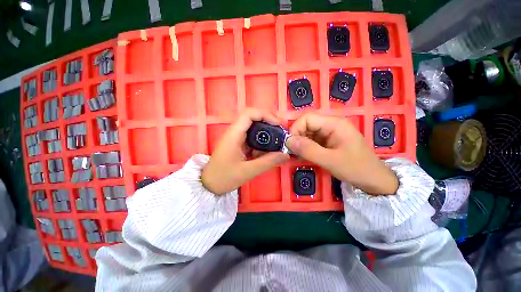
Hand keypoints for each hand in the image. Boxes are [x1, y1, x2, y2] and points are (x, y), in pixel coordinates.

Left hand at [201, 109, 289, 194]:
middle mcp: (235, 132)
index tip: (278, 124)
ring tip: (278, 141)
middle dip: (269, 123)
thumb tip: (285, 154)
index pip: (249, 114)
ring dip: (266, 132)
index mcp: (234, 135)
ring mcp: (236, 138)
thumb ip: (268, 162)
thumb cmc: (224, 177)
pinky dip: (262, 141)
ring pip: (253, 128)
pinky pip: (252, 138)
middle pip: (253, 118)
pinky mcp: (238, 144)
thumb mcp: (248, 171)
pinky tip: (268, 150)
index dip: (265, 115)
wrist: (209, 185)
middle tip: (281, 132)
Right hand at [286, 113, 397, 194]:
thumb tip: (288, 141)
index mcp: (334, 123)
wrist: (374, 180)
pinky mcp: (328, 140)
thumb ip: (308, 150)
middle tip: (293, 152)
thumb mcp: (330, 160)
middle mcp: (331, 124)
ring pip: (307, 132)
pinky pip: (312, 139)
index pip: (307, 118)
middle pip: (306, 124)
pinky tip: (304, 155)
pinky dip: (305, 146)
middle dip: (297, 137)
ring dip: (300, 142)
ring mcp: (330, 132)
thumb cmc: (356, 169)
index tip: (290, 145)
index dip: (295, 129)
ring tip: (298, 155)